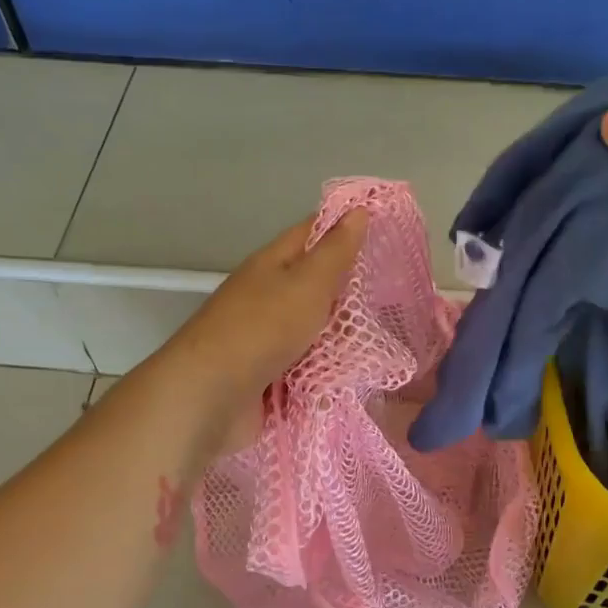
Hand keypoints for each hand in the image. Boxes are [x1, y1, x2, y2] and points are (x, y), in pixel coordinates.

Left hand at [165, 210, 368, 442]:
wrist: (212, 397)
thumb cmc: (262, 329)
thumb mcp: (307, 283)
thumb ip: (335, 252)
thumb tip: (357, 210)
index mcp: (271, 265)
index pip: (312, 233)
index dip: (345, 227)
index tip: (385, 229)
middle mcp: (267, 298)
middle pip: (315, 287)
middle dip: (352, 291)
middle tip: (395, 292)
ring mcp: (267, 340)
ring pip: (315, 331)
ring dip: (343, 336)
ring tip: (386, 337)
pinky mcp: (270, 379)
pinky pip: (308, 368)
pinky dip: (329, 372)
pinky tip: (359, 374)